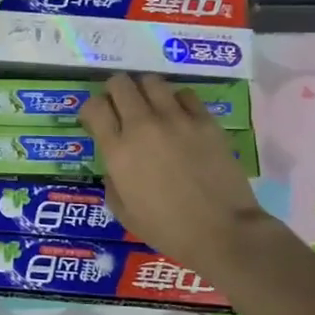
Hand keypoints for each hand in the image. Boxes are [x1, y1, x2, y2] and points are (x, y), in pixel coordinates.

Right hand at [79, 74, 281, 279]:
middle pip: (120, 83)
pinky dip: (178, 101)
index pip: (94, 106)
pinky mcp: (205, 121)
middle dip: (116, 91)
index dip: (92, 109)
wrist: (223, 232)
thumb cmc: (168, 230)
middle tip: (122, 107)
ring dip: (146, 91)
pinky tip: (181, 117)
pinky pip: (185, 95)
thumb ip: (112, 182)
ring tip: (152, 108)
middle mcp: (142, 126)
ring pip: (152, 81)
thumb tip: (115, 166)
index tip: (98, 120)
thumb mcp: (124, 213)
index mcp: (118, 151)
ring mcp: (176, 120)